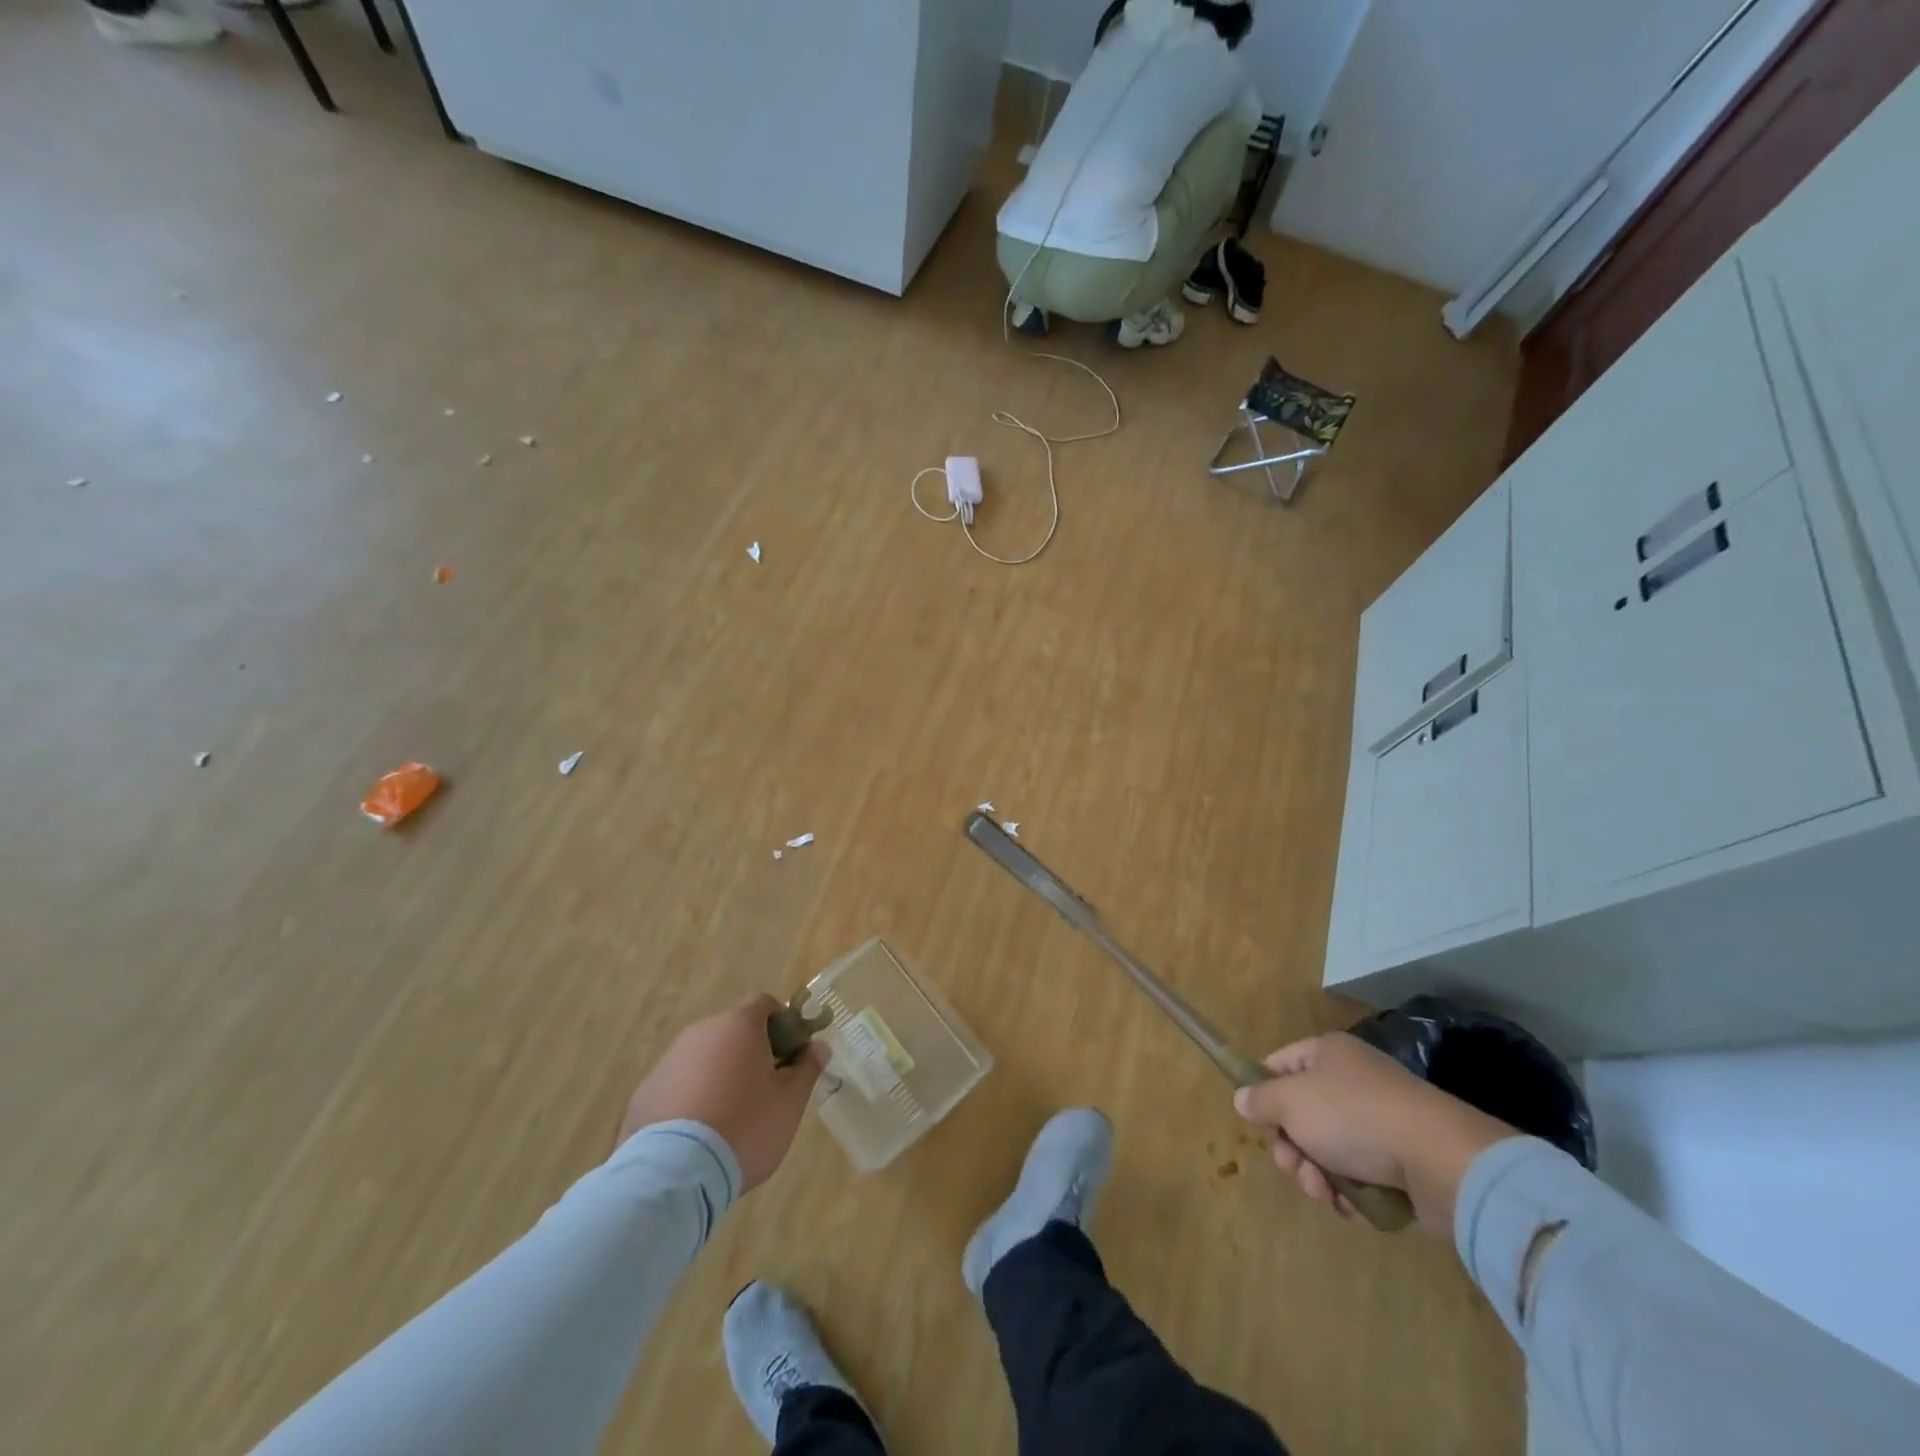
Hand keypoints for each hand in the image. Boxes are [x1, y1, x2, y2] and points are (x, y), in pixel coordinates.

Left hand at [617, 995, 826, 1191]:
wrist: (673, 1175)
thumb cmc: (744, 1128)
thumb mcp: (790, 1103)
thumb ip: (807, 1068)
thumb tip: (819, 1047)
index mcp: (739, 1026)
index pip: (764, 1004)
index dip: (782, 1024)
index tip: (790, 1056)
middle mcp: (701, 1032)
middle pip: (733, 1030)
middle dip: (751, 1052)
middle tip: (765, 1090)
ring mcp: (668, 1061)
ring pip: (704, 1057)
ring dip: (720, 1075)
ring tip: (729, 1118)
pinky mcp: (644, 1093)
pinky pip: (678, 1084)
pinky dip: (691, 1098)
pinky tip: (698, 1135)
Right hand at [1233, 1033, 1516, 1233]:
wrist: (1439, 1160)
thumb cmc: (1353, 1117)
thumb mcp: (1291, 1102)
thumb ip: (1261, 1100)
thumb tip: (1242, 1099)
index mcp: (1329, 1054)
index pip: (1281, 1063)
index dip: (1264, 1090)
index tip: (1258, 1120)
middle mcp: (1355, 1081)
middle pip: (1304, 1113)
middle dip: (1292, 1147)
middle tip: (1293, 1167)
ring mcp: (1382, 1121)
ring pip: (1331, 1150)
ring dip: (1318, 1174)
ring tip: (1325, 1192)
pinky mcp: (1404, 1162)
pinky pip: (1362, 1175)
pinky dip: (1351, 1193)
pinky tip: (1351, 1206)